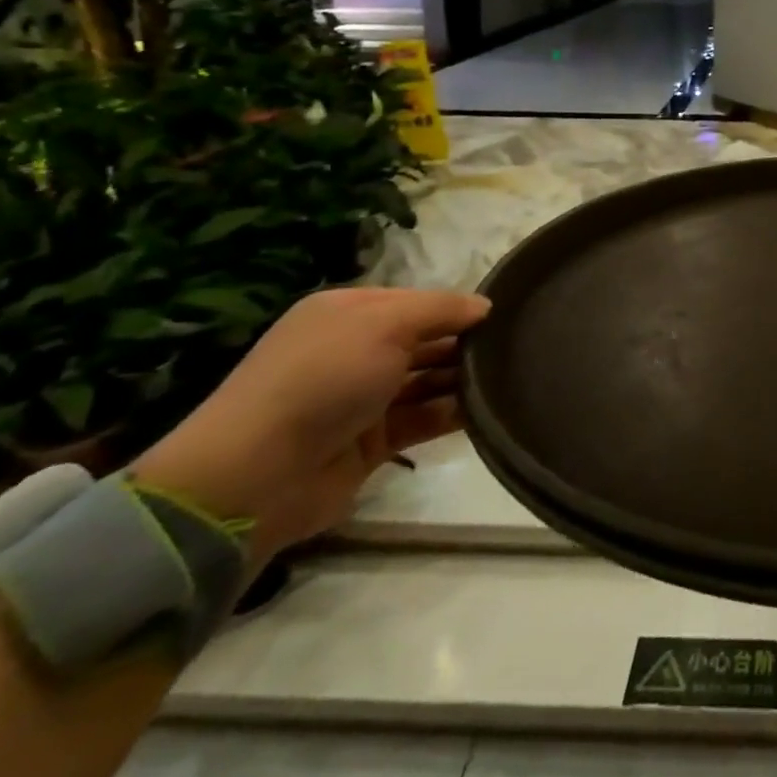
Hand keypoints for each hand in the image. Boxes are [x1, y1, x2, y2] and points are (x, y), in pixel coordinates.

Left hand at [133, 287, 489, 567]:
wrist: (257, 475)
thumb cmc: (324, 377)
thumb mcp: (385, 323)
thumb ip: (440, 308)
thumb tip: (485, 306)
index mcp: (348, 313)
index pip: (417, 301)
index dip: (457, 307)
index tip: (505, 314)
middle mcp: (355, 350)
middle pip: (425, 339)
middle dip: (465, 342)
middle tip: (519, 346)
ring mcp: (363, 397)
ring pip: (428, 379)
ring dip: (464, 378)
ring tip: (513, 376)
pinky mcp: (373, 441)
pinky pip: (423, 418)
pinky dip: (453, 413)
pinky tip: (490, 409)